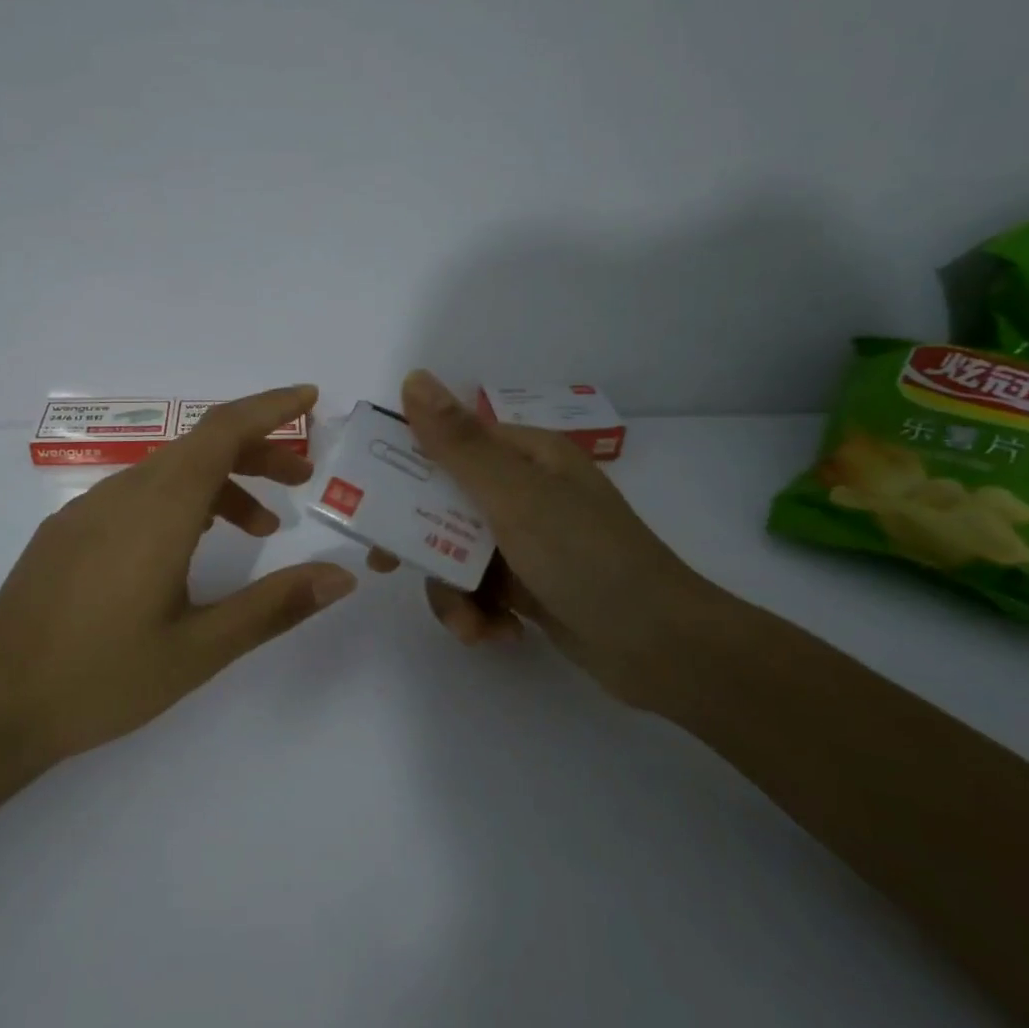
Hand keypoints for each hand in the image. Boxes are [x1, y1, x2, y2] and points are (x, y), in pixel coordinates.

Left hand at [0, 385, 357, 766]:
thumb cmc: (102, 678)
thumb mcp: (200, 649)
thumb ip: (274, 606)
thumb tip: (342, 575)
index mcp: (158, 510)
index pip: (222, 431)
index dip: (269, 408)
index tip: (309, 398)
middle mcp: (123, 493)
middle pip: (201, 446)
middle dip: (258, 451)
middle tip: (303, 479)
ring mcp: (88, 509)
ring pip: (169, 471)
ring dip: (222, 482)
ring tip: (263, 526)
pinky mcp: (68, 530)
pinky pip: (138, 493)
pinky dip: (183, 500)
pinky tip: (193, 546)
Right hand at [388, 370, 721, 711]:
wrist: (663, 650)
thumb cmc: (586, 559)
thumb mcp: (515, 496)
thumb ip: (458, 443)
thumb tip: (414, 378)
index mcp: (526, 456)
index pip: (448, 444)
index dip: (402, 466)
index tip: (365, 498)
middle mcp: (525, 492)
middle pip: (444, 504)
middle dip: (418, 541)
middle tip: (385, 566)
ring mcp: (528, 542)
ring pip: (456, 554)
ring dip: (453, 593)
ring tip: (471, 626)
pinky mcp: (531, 587)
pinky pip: (480, 590)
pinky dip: (479, 614)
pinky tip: (498, 636)